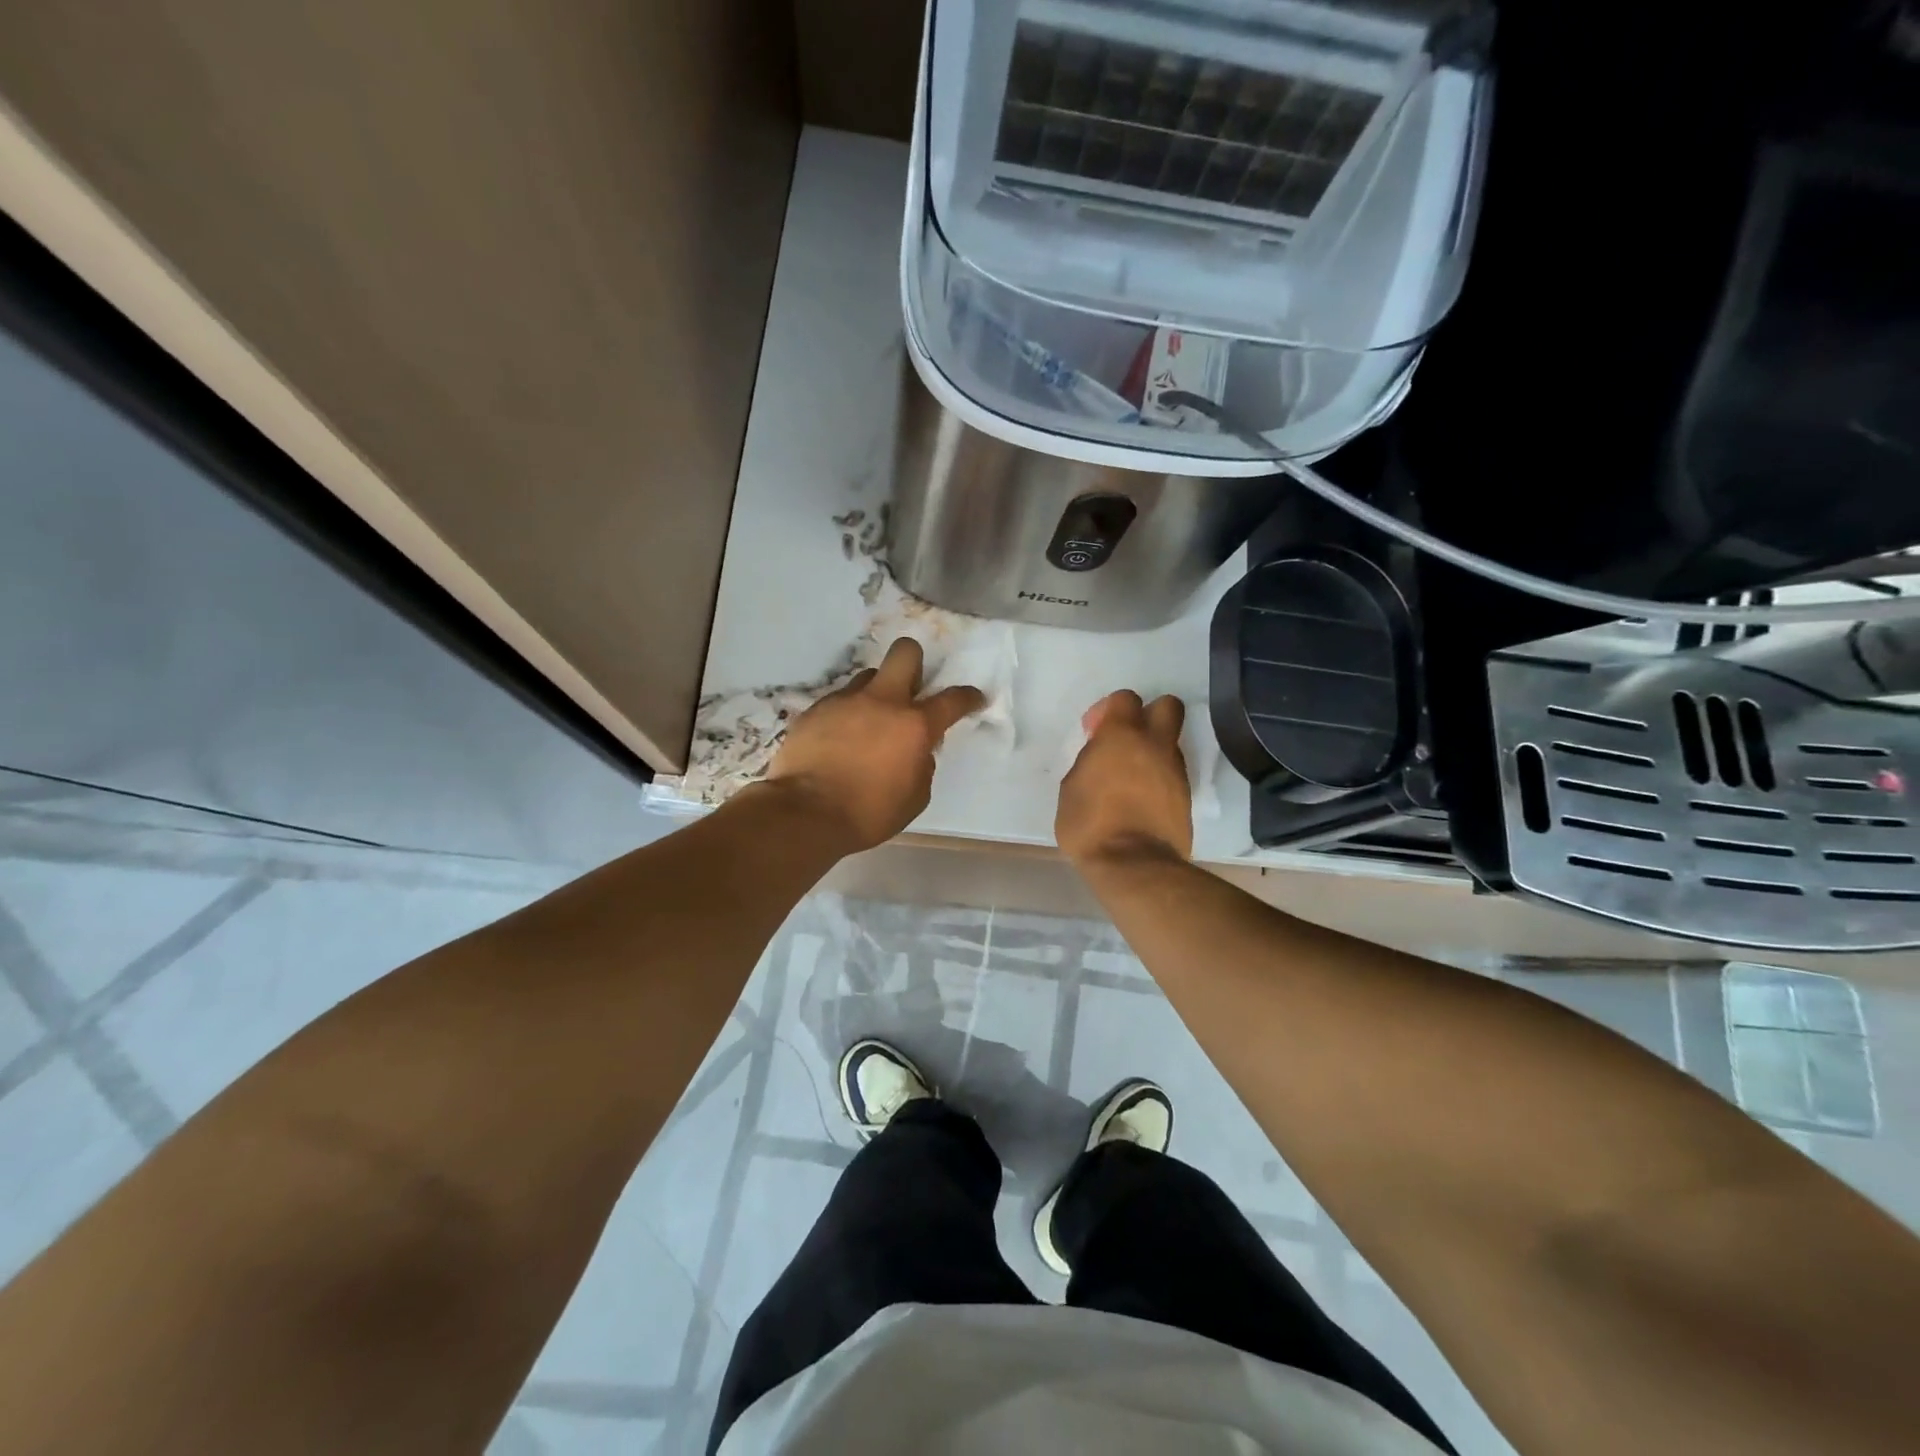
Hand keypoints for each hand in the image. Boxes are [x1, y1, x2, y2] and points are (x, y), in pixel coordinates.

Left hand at [762, 637, 984, 852]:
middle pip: (905, 653)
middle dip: (915, 662)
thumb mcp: (915, 797)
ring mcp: (845, 701)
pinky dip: (846, 715)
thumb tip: (917, 750)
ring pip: (868, 677)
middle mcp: (882, 701)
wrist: (806, 813)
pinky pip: (839, 701)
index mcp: (914, 725)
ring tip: (868, 723)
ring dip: (876, 693)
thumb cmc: (869, 813)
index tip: (973, 698)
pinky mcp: (815, 709)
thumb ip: (922, 764)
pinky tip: (839, 741)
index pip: (952, 699)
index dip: (968, 696)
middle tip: (911, 690)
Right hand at [1056, 690, 1192, 865]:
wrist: (1135, 865)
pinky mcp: (1186, 796)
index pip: (1126, 699)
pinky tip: (1141, 799)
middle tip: (1124, 741)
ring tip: (1129, 778)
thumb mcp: (1071, 788)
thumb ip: (1089, 761)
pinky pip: (1172, 773)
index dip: (1109, 710)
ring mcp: (1175, 770)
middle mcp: (1155, 745)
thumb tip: (1101, 759)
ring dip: (1152, 750)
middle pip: (1167, 706)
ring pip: (1170, 742)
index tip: (1094, 733)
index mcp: (1122, 736)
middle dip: (1148, 714)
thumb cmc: (1091, 824)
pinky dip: (1158, 777)